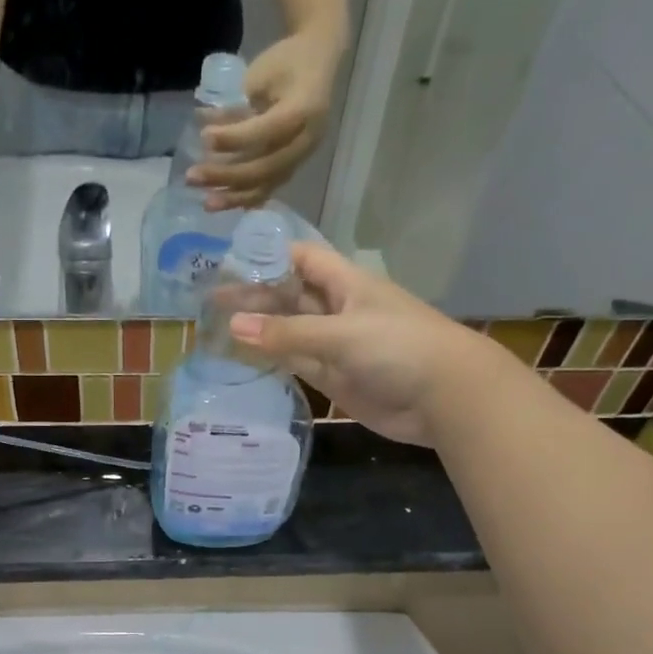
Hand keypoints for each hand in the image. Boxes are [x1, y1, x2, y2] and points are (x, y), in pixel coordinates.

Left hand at [189, 30, 340, 210]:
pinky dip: (245, 198)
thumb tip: (204, 123)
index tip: (204, 137)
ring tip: (206, 203)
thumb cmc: (286, 62)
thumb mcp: (260, 74)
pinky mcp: (292, 165)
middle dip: (226, 175)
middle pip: (265, 167)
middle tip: (192, 177)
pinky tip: (224, 204)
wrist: (316, 62)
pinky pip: (269, 188)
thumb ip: (237, 106)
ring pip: (266, 185)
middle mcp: (306, 140)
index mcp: (304, 110)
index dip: (234, 138)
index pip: (267, 132)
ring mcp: (300, 157)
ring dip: (233, 196)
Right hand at [227, 242, 475, 446]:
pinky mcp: (335, 378)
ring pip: (290, 332)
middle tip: (208, 303)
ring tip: (215, 329)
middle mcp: (337, 309)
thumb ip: (286, 332)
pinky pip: (297, 364)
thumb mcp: (340, 334)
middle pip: (289, 296)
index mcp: (345, 283)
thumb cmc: (398, 348)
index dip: (267, 256)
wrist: (444, 397)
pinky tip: (243, 359)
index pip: (300, 259)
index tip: (227, 261)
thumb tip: (233, 324)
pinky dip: (272, 361)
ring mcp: (335, 345)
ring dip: (259, 331)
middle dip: (254, 297)